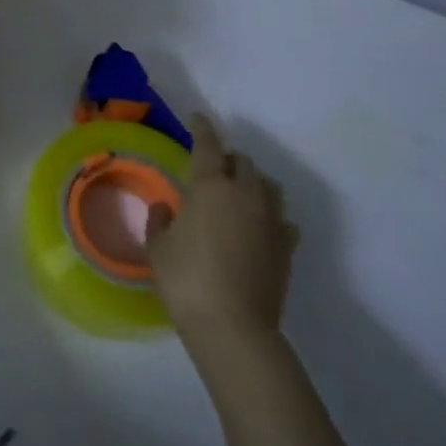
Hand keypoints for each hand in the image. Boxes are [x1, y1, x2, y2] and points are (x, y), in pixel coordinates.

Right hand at [147, 114, 299, 341]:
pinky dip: (271, 216)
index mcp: (211, 187)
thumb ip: (160, 221)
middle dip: (228, 159)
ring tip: (239, 193)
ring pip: (268, 186)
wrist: (233, 327)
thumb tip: (165, 208)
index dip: (202, 128)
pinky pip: (282, 219)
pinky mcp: (287, 248)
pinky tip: (261, 227)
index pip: (208, 145)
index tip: (197, 118)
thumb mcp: (158, 248)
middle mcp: (246, 195)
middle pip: (243, 162)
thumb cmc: (186, 280)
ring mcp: (271, 221)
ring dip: (253, 182)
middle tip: (213, 168)